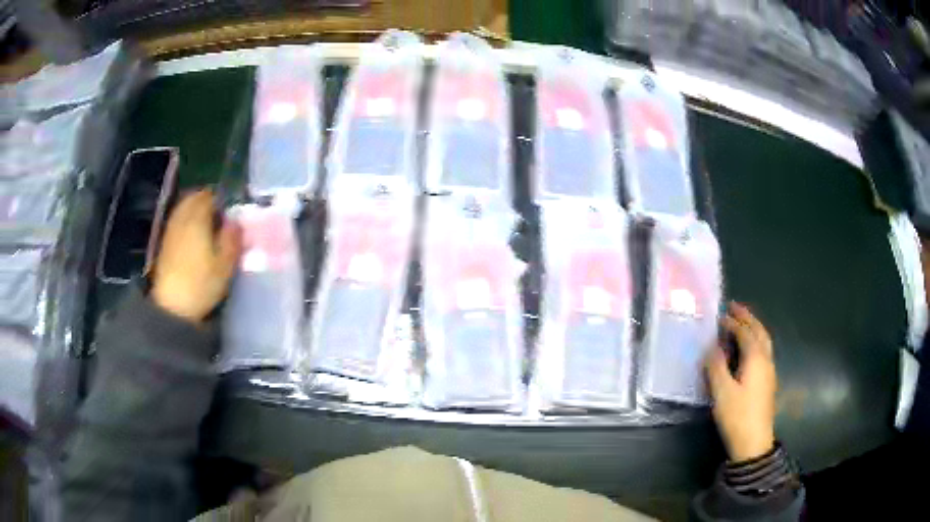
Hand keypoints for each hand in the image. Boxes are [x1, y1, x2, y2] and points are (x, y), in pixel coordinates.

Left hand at [151, 190, 241, 322]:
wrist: (172, 306)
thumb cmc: (201, 284)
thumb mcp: (225, 265)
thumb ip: (232, 238)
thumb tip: (236, 221)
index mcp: (198, 218)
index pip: (211, 195)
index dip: (223, 199)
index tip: (232, 211)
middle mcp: (182, 217)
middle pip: (195, 197)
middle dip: (208, 201)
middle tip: (221, 215)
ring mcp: (171, 229)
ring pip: (184, 207)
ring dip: (196, 210)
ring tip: (208, 225)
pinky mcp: (165, 242)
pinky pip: (178, 220)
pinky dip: (187, 221)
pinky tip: (194, 236)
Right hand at [706, 302, 777, 461]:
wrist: (754, 442)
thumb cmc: (737, 416)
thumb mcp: (722, 392)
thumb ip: (716, 366)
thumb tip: (712, 346)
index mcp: (756, 359)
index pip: (745, 333)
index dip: (733, 323)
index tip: (720, 315)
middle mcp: (765, 360)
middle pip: (759, 332)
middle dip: (748, 318)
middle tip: (735, 307)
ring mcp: (769, 371)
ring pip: (764, 341)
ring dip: (753, 328)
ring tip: (742, 322)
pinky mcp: (767, 381)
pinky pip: (763, 351)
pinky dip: (756, 340)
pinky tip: (748, 348)